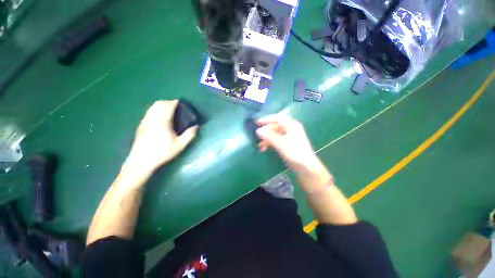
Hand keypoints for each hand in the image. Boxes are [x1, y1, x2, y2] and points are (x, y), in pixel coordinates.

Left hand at [125, 100, 197, 173]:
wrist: (141, 161)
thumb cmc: (162, 153)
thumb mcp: (179, 145)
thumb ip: (189, 135)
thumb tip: (196, 126)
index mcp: (162, 122)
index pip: (167, 107)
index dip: (173, 102)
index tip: (179, 102)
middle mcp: (152, 119)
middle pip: (158, 104)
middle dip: (167, 102)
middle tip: (174, 105)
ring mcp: (144, 122)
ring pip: (151, 107)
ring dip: (159, 105)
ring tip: (167, 109)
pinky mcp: (140, 126)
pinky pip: (148, 113)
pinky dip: (154, 110)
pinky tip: (158, 117)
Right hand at [256, 114, 330, 191]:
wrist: (306, 167)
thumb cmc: (295, 153)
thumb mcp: (280, 144)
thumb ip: (269, 136)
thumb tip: (258, 130)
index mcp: (292, 125)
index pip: (277, 118)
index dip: (266, 119)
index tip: (257, 122)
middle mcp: (291, 128)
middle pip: (276, 126)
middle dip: (266, 131)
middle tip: (258, 135)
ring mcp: (290, 136)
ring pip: (276, 134)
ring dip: (267, 138)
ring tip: (260, 146)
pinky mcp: (289, 143)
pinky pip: (277, 139)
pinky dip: (271, 142)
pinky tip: (265, 148)